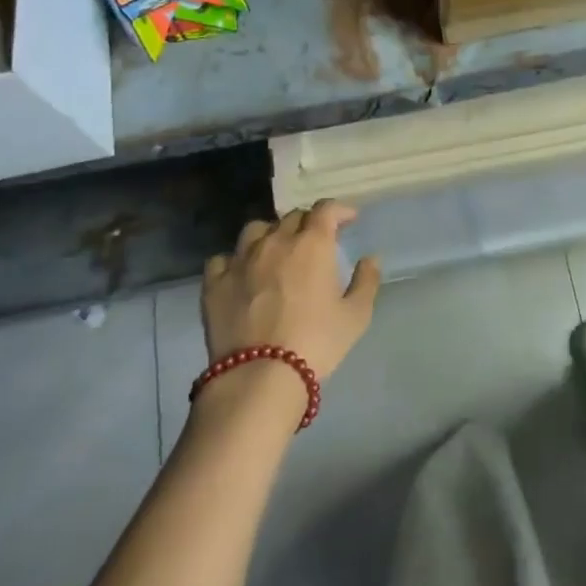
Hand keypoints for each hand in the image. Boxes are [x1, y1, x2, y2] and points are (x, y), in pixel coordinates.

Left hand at [201, 201, 379, 381]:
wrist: (260, 376)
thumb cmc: (316, 342)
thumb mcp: (356, 315)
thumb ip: (366, 281)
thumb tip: (370, 259)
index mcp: (312, 244)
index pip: (325, 209)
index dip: (339, 210)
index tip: (348, 220)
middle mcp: (275, 242)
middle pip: (292, 217)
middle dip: (308, 223)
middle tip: (316, 242)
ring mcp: (241, 260)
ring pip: (256, 230)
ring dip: (271, 234)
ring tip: (276, 252)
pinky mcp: (215, 283)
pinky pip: (223, 259)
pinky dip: (235, 261)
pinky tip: (241, 274)